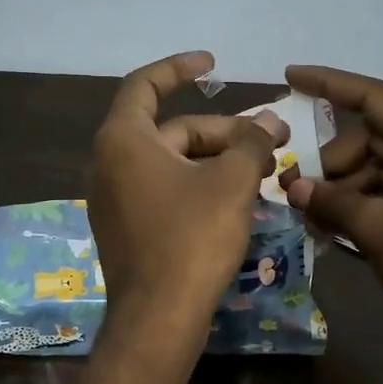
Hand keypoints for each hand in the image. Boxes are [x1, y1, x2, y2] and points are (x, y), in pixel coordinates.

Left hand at [87, 52, 287, 324]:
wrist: (158, 318)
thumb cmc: (191, 238)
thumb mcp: (231, 183)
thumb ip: (251, 143)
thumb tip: (270, 124)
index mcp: (123, 140)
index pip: (146, 85)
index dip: (179, 68)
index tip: (212, 65)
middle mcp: (110, 163)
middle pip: (172, 130)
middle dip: (223, 131)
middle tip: (273, 140)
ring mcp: (115, 199)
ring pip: (172, 163)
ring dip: (216, 160)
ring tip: (264, 170)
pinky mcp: (126, 228)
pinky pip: (164, 190)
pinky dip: (198, 185)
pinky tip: (237, 199)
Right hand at [281, 65, 382, 361]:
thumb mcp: (380, 230)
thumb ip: (332, 202)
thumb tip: (294, 188)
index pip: (376, 98)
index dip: (330, 84)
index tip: (291, 75)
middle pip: (373, 139)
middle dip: (330, 160)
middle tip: (290, 184)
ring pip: (377, 171)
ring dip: (341, 189)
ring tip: (304, 211)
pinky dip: (358, 208)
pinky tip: (326, 226)